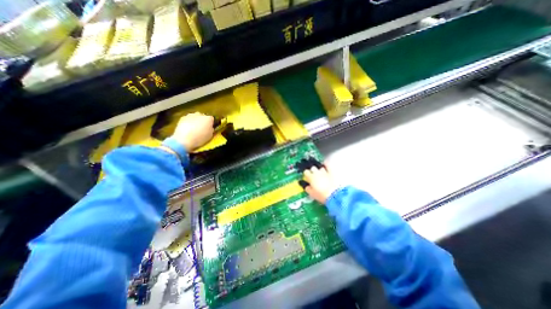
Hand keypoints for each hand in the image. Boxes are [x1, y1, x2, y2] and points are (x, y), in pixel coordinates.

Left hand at [173, 113, 213, 151]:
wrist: (184, 139)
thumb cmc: (200, 138)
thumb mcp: (210, 136)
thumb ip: (211, 129)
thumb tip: (210, 127)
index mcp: (208, 119)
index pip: (212, 119)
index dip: (211, 123)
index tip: (210, 128)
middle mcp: (200, 114)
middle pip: (203, 116)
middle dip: (203, 121)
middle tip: (202, 128)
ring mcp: (190, 115)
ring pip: (195, 117)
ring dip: (195, 121)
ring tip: (194, 129)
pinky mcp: (182, 117)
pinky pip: (188, 119)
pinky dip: (188, 122)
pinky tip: (187, 129)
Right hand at [301, 164, 340, 204]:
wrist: (335, 195)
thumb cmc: (322, 195)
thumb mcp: (312, 194)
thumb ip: (308, 188)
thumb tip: (306, 186)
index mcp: (311, 178)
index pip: (306, 172)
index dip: (307, 174)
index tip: (308, 177)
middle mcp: (317, 173)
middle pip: (313, 168)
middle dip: (313, 171)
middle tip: (314, 176)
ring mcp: (325, 171)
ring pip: (320, 167)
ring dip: (320, 169)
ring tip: (321, 173)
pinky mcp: (332, 171)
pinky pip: (328, 164)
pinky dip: (326, 164)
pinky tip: (325, 165)